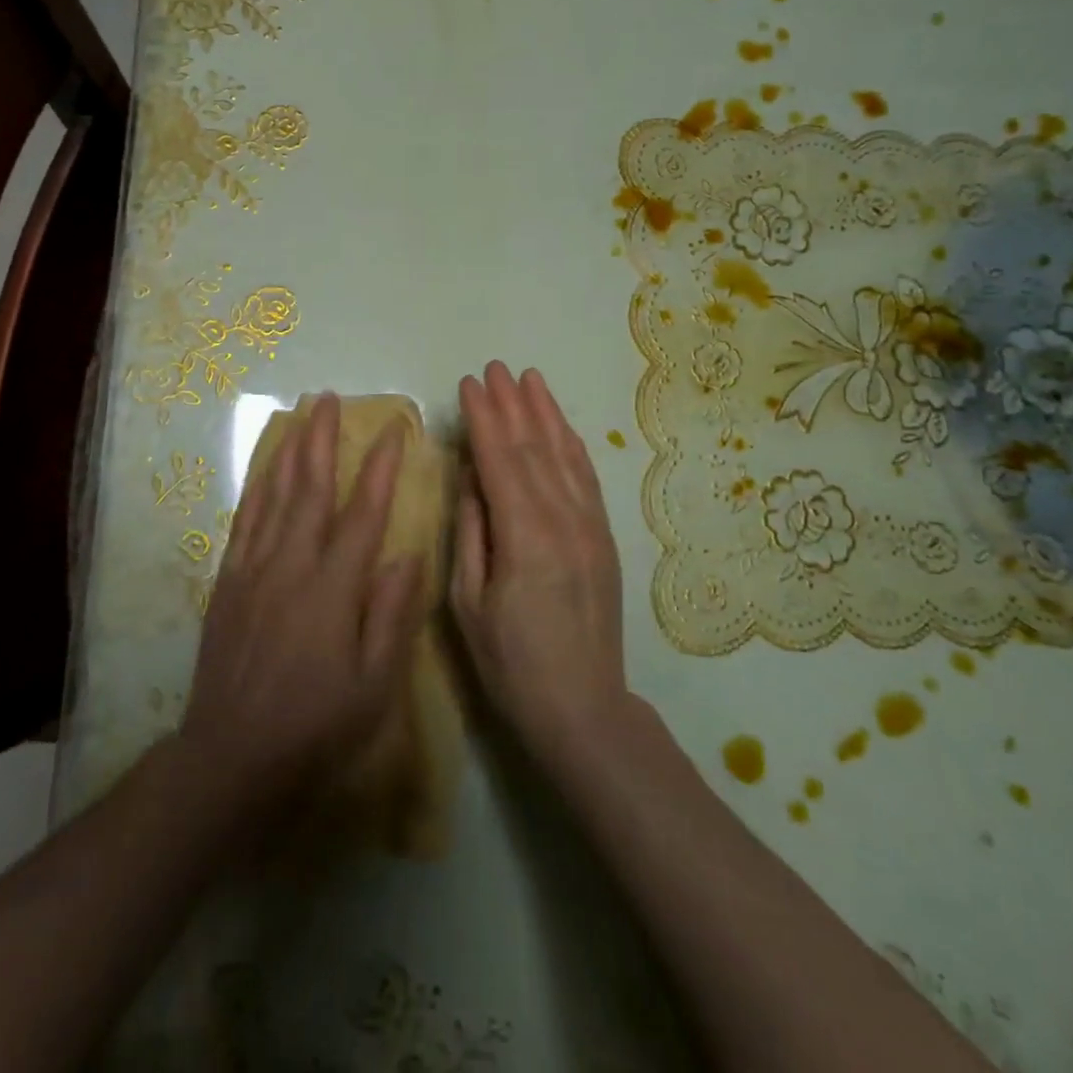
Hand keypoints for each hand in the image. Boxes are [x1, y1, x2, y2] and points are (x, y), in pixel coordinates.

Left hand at [180, 393, 427, 810]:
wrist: (232, 755)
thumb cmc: (315, 724)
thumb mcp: (373, 685)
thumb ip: (392, 616)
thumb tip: (407, 554)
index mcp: (333, 588)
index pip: (363, 512)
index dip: (380, 467)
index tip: (393, 428)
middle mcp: (291, 565)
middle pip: (311, 488)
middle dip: (323, 439)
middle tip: (330, 398)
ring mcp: (254, 569)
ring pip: (274, 495)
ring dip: (289, 450)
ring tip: (299, 415)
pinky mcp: (228, 581)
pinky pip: (244, 520)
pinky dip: (256, 485)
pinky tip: (264, 466)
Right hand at [453, 362, 629, 766]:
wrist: (582, 706)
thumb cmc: (511, 662)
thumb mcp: (469, 602)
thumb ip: (472, 531)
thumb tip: (472, 477)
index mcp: (524, 536)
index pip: (499, 460)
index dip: (483, 418)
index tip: (470, 384)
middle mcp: (563, 519)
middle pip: (533, 448)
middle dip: (512, 404)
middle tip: (494, 367)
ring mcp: (590, 526)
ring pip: (564, 455)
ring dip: (545, 413)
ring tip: (529, 378)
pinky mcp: (603, 536)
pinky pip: (587, 478)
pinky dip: (571, 444)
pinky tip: (560, 425)